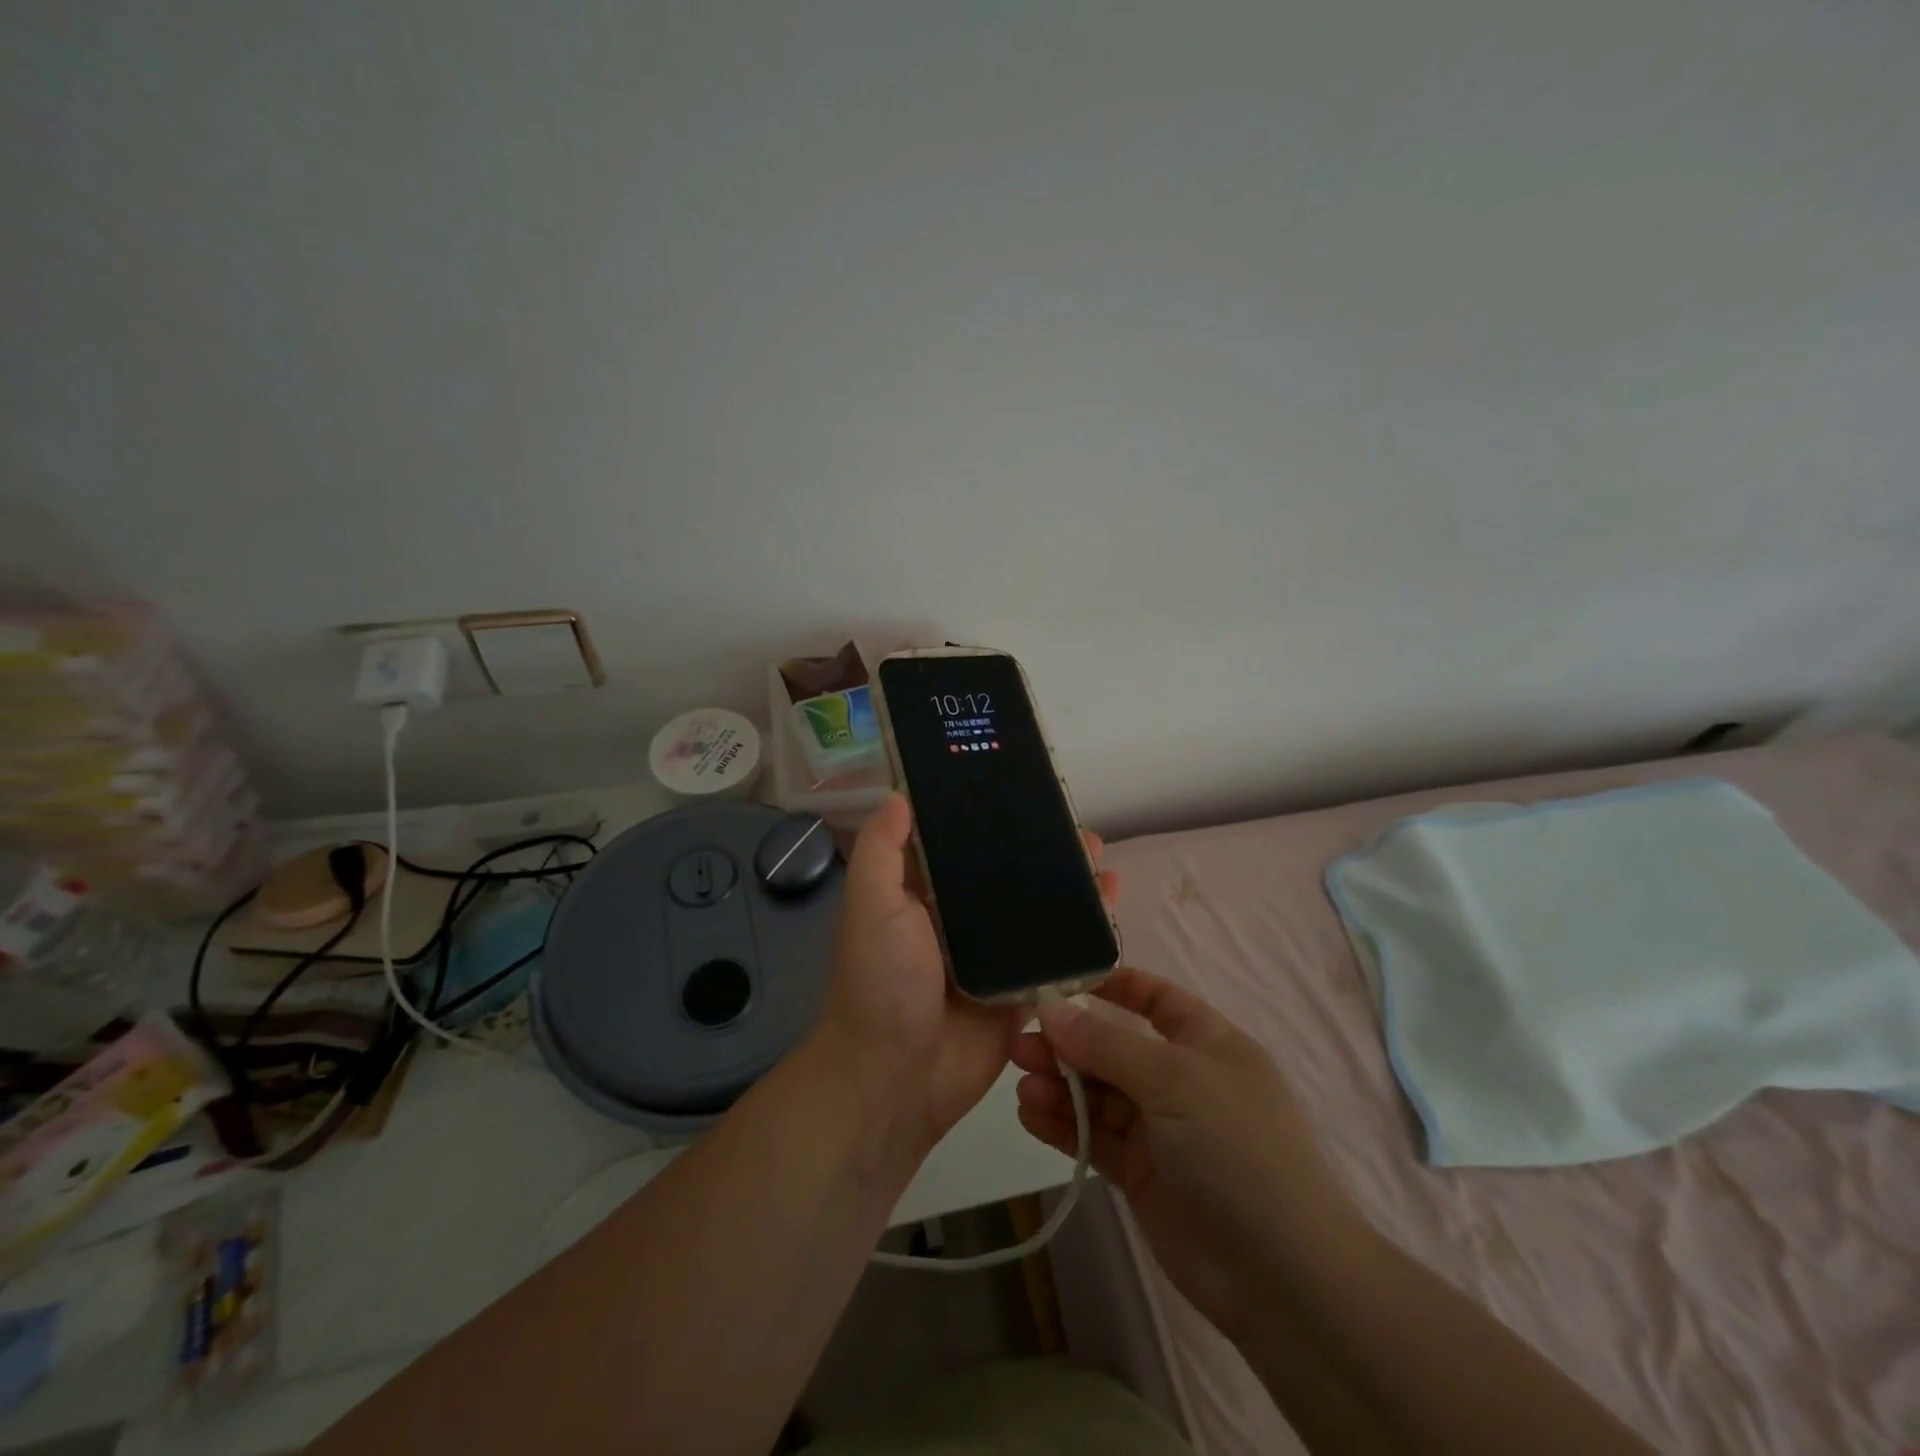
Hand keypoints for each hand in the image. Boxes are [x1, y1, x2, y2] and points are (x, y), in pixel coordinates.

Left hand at [815, 793, 1118, 1160]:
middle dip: (1042, 851)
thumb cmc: (880, 983)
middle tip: (1079, 830)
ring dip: (1070, 886)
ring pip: (1038, 911)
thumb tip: (899, 794)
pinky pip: (1058, 956)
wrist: (896, 1079)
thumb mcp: (871, 906)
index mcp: (924, 894)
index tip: (1024, 793)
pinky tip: (1112, 909)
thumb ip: (882, 851)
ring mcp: (995, 956)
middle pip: (1009, 875)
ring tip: (1102, 860)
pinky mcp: (1022, 991)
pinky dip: (1084, 934)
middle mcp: (960, 919)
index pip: (962, 843)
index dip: (991, 818)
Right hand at [1012, 968, 1351, 1342]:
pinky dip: (1063, 1125)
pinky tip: (1029, 1115)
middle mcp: (1182, 1081)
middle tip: (1020, 1043)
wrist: (1282, 1277)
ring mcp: (1161, 1130)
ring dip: (1060, 1086)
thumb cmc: (1236, 1149)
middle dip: (1070, 1043)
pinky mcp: (1142, 1174)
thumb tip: (1050, 1008)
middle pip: (1115, 1048)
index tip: (1062, 983)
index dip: (1114, 987)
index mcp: (1207, 1044)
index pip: (1157, 1000)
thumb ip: (1106, 1044)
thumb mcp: (1173, 1080)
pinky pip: (1095, 1137)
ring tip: (1021, 1082)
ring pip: (1099, 1095)